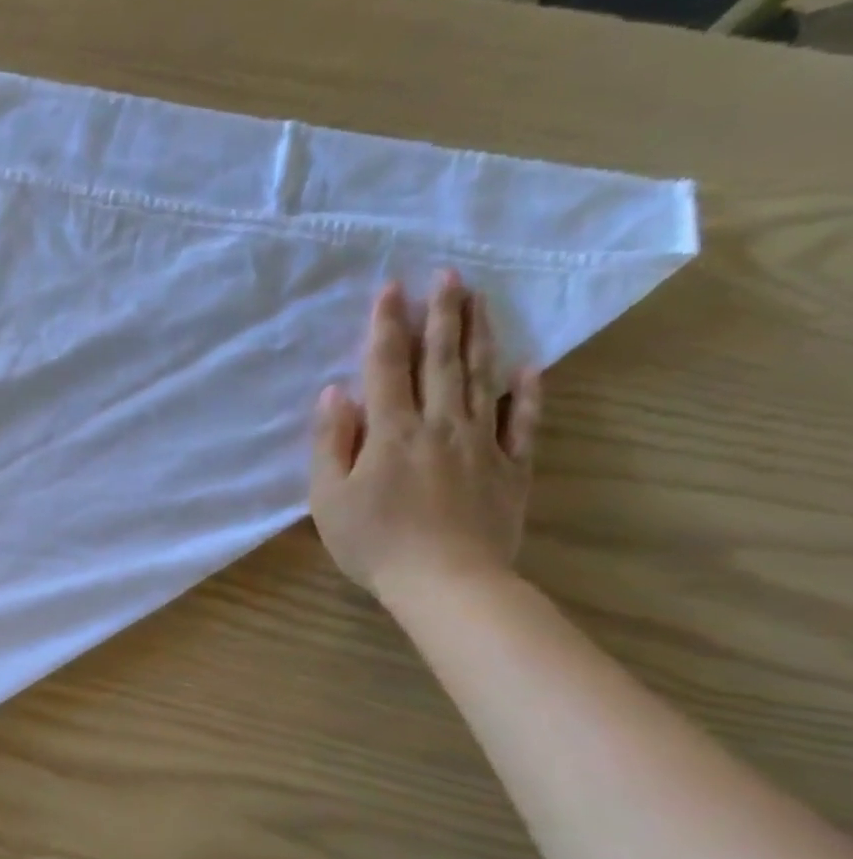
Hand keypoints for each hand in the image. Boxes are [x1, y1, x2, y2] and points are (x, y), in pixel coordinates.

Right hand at [310, 271, 541, 604]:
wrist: (446, 582)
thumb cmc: (373, 542)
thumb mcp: (328, 497)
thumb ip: (332, 442)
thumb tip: (336, 393)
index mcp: (391, 432)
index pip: (387, 367)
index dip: (386, 326)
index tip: (390, 288)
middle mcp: (439, 425)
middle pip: (441, 361)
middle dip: (442, 316)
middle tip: (448, 275)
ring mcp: (481, 444)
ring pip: (481, 380)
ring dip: (479, 337)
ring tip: (480, 300)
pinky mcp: (511, 468)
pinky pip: (523, 422)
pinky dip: (527, 393)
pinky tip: (529, 366)